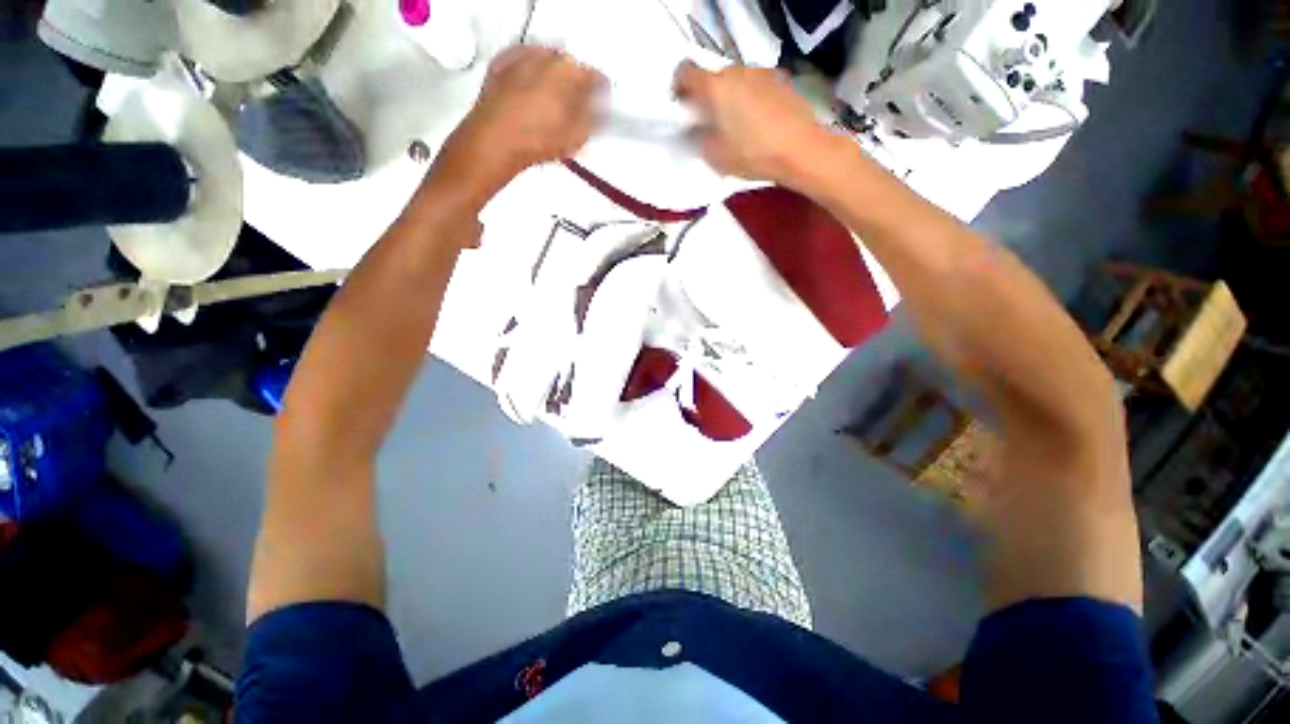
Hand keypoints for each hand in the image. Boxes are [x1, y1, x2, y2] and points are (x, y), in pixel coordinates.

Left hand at [433, 46, 603, 200]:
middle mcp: (548, 56)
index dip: (600, 94)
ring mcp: (523, 55)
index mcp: (572, 72)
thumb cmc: (539, 140)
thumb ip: (594, 119)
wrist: (495, 140)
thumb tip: (600, 109)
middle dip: (576, 84)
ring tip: (552, 103)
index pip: (596, 77)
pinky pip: (524, 64)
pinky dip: (531, 75)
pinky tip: (531, 94)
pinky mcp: (502, 62)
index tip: (600, 105)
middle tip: (575, 107)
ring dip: (553, 78)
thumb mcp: (578, 137)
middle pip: (571, 66)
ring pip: (547, 62)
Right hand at [674, 62, 830, 186]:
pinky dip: (749, 99)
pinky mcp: (779, 80)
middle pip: (712, 78)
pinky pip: (754, 86)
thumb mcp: (714, 156)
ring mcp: (760, 73)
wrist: (800, 150)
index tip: (682, 109)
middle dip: (706, 97)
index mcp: (715, 87)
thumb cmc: (752, 155)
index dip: (679, 89)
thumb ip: (697, 138)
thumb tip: (694, 129)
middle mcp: (736, 71)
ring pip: (734, 81)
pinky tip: (756, 123)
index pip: (685, 72)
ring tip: (735, 126)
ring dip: (728, 98)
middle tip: (708, 124)